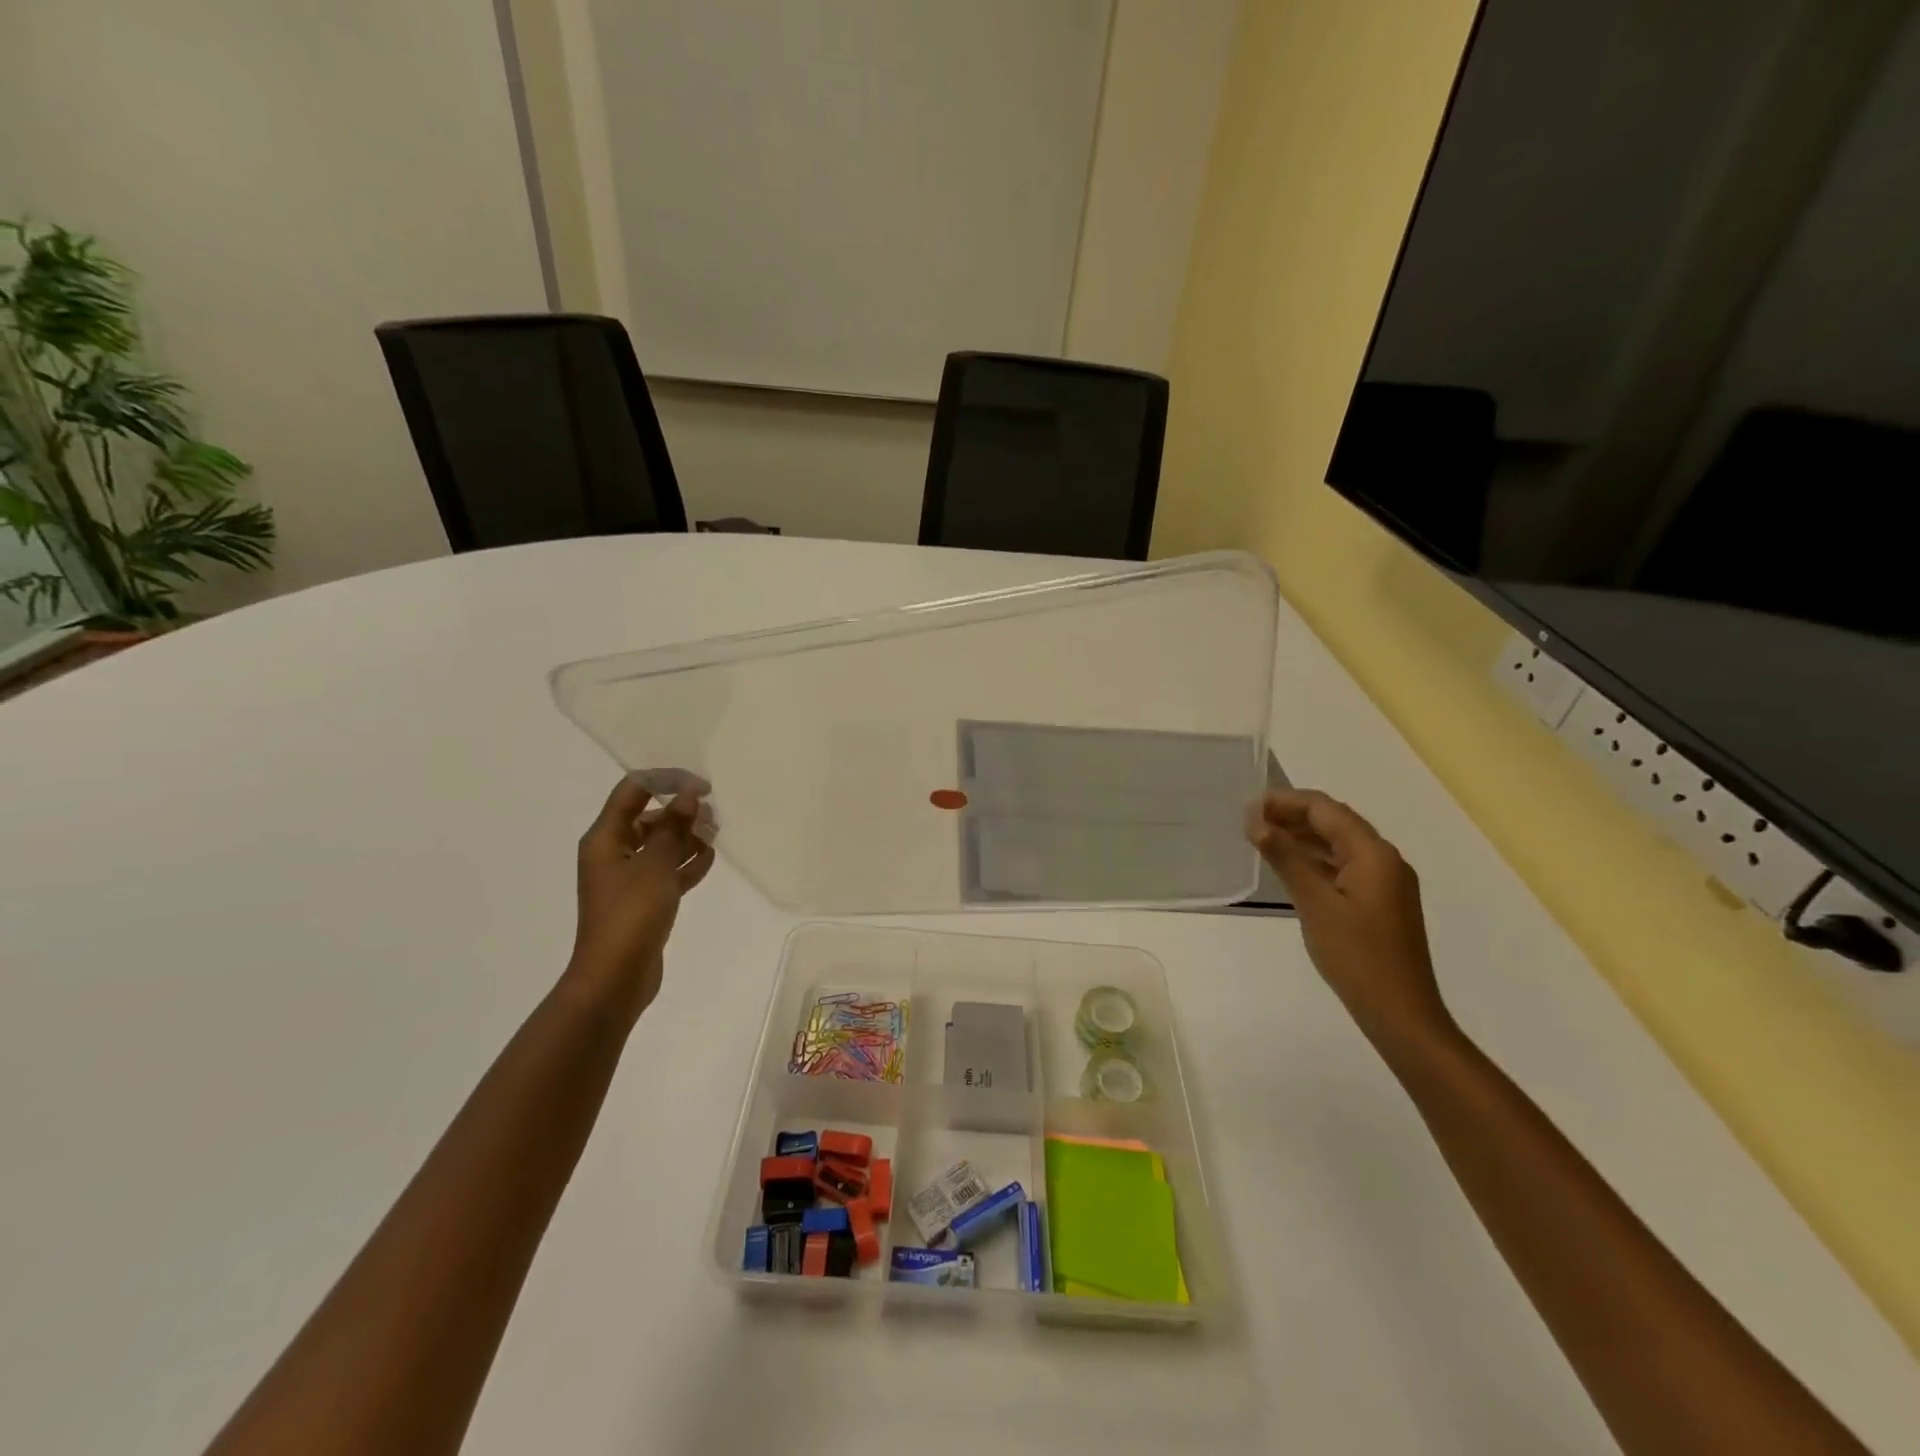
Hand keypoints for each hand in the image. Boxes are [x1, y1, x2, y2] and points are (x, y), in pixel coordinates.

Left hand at [566, 776, 715, 1023]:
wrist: (615, 978)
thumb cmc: (631, 915)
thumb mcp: (655, 865)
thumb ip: (674, 827)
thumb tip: (688, 794)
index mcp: (605, 837)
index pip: (633, 790)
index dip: (667, 780)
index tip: (702, 787)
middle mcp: (613, 852)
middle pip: (649, 816)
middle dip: (681, 811)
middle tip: (713, 815)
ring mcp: (629, 877)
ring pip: (662, 843)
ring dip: (687, 835)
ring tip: (716, 835)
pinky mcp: (644, 900)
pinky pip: (668, 870)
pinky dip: (687, 862)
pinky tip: (709, 859)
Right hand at [1246, 789, 1454, 1054]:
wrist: (1401, 1013)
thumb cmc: (1356, 956)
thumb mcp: (1314, 904)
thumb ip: (1286, 858)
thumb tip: (1255, 821)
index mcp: (1373, 853)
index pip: (1325, 809)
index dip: (1286, 802)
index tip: (1247, 807)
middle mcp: (1384, 859)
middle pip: (1335, 822)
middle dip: (1292, 815)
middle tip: (1249, 821)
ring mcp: (1385, 881)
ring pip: (1338, 844)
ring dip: (1302, 836)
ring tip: (1262, 838)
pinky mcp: (1380, 901)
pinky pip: (1344, 865)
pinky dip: (1315, 859)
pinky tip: (1289, 866)